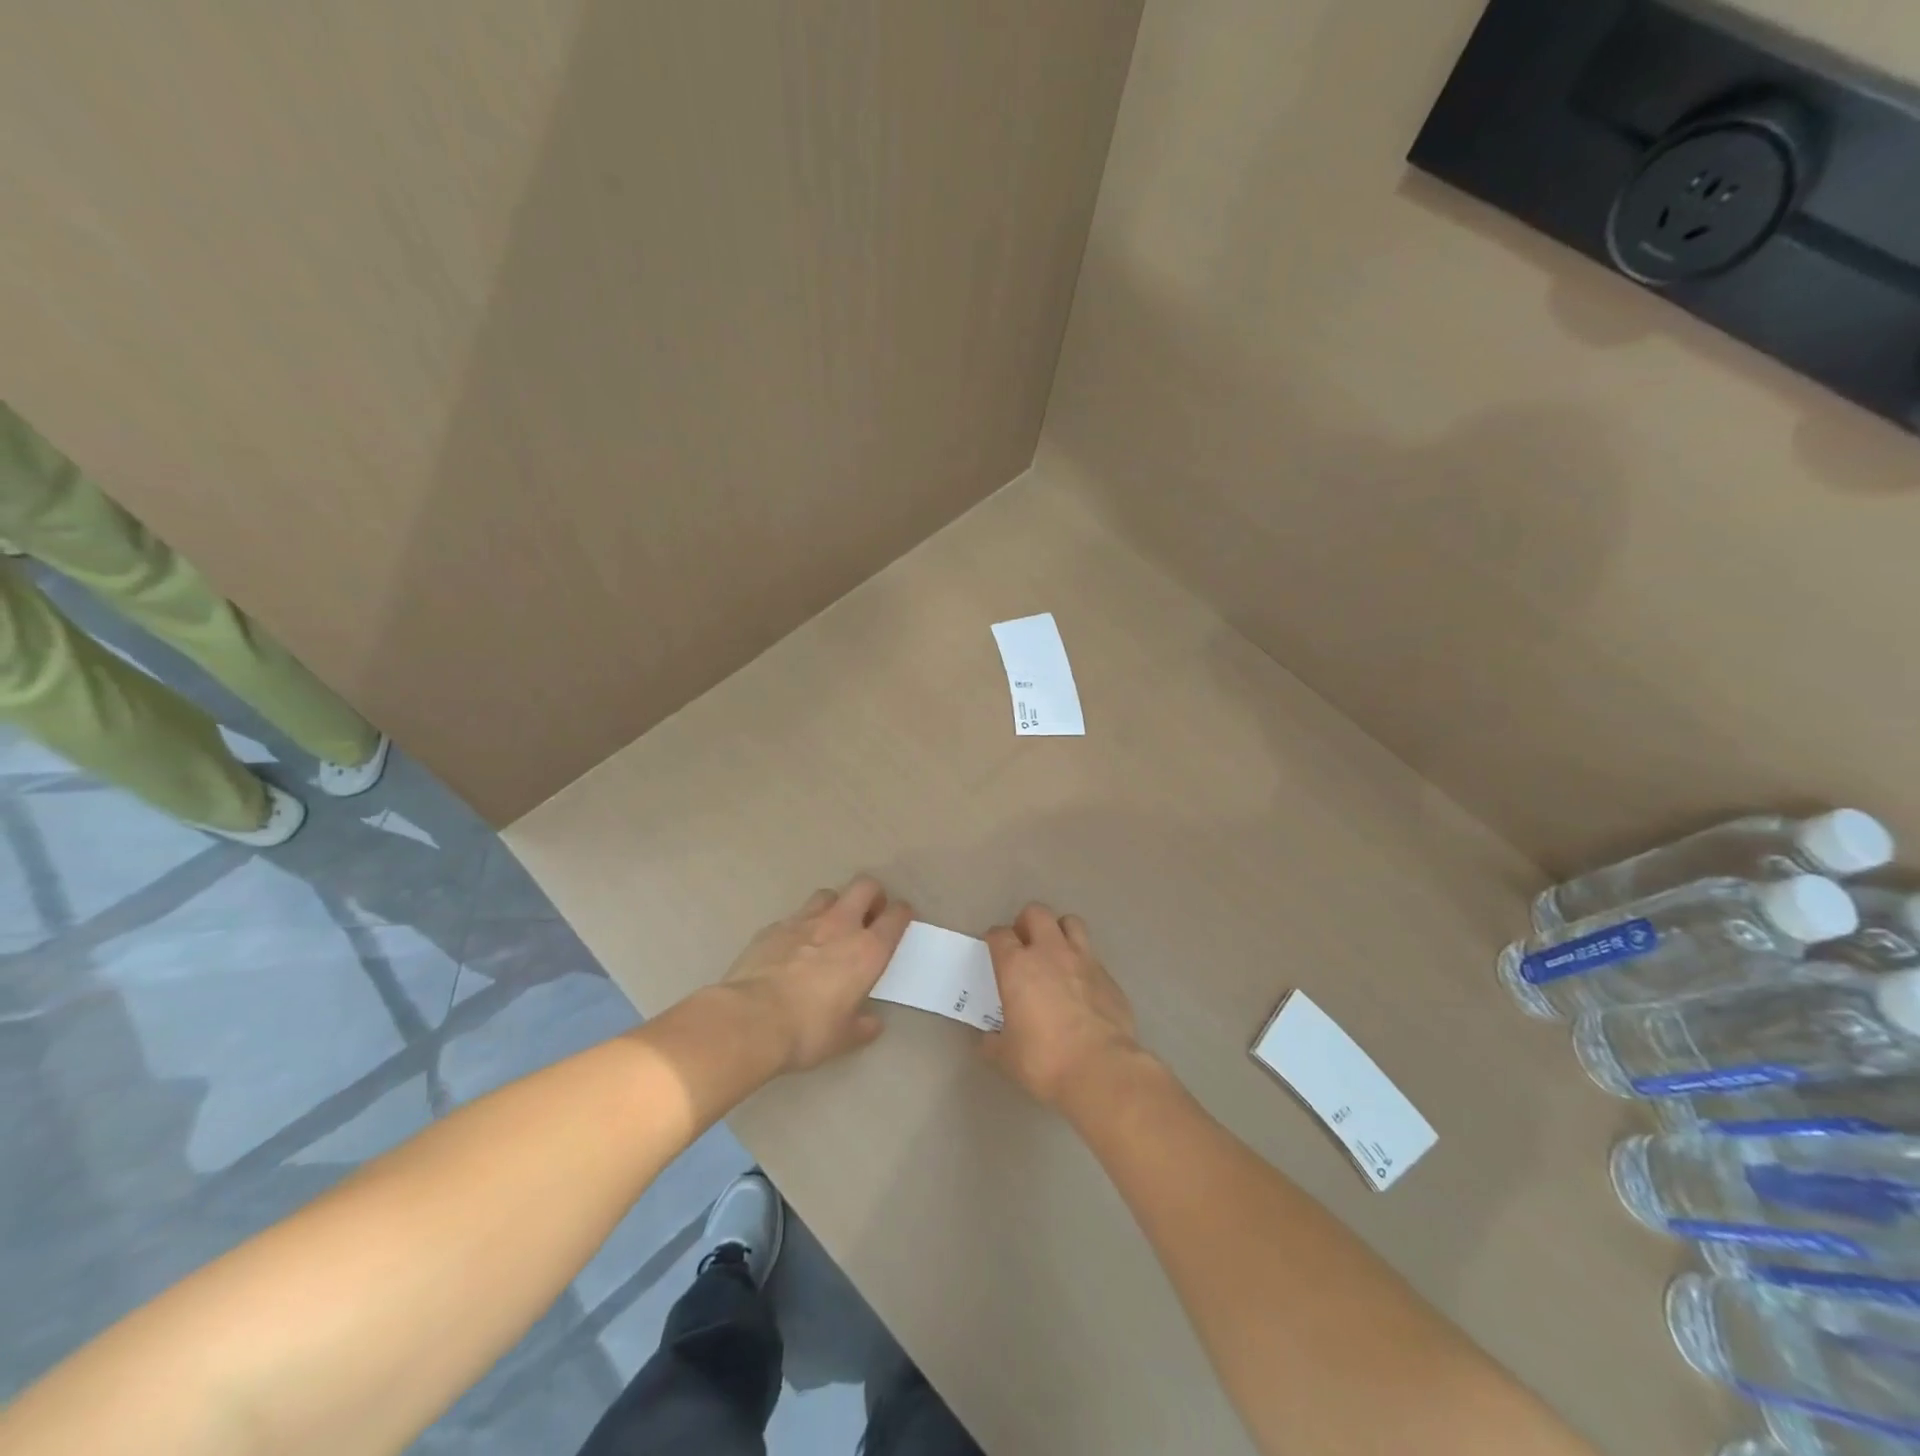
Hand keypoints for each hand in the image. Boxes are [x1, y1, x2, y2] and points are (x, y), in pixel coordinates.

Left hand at [721, 875, 911, 1073]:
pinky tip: (792, 948)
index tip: (901, 920)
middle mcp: (840, 925)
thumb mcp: (842, 1038)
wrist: (750, 1020)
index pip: (896, 916)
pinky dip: (800, 926)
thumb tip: (873, 1024)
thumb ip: (862, 1026)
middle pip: (864, 886)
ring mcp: (803, 921)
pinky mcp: (773, 927)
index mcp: (867, 950)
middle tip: (869, 915)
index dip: (902, 914)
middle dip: (872, 895)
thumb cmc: (807, 1030)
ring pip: (828, 894)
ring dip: (835, 905)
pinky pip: (794, 917)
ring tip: (830, 928)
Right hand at [980, 904, 1142, 1108]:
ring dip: (1059, 932)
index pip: (999, 934)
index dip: (994, 939)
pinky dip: (1083, 965)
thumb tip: (987, 1039)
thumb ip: (992, 1041)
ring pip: (1071, 923)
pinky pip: (1092, 957)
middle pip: (1036, 913)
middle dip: (1027, 923)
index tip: (993, 950)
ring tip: (1055, 954)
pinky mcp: (1108, 976)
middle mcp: (1050, 952)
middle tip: (1024, 945)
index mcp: (1017, 966)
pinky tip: (1082, 988)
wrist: (1101, 1069)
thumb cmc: (1044, 1059)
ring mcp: (1083, 960)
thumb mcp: (1006, 1056)